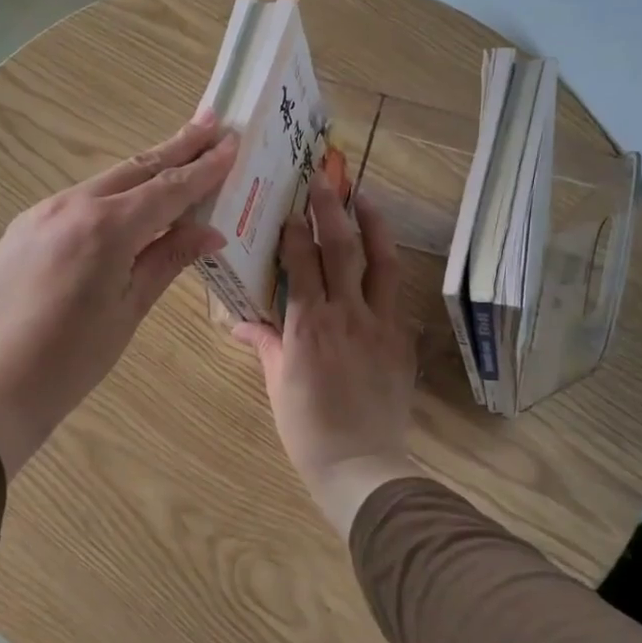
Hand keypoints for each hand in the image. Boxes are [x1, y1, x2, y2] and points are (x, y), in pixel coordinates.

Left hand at [0, 113, 236, 475]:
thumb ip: (168, 260)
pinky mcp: (24, 228)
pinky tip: (129, 199)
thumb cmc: (73, 359)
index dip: (204, 168)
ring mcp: (41, 213)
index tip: (232, 143)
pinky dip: (112, 195)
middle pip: (136, 168)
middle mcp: (71, 206)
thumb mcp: (130, 309)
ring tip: (179, 152)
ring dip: (145, 167)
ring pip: (106, 181)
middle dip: (177, 146)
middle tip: (212, 122)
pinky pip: (79, 201)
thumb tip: (210, 232)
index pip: (167, 189)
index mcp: (105, 228)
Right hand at [234, 181, 420, 534]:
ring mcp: (380, 324)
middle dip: (330, 209)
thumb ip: (265, 344)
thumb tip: (240, 323)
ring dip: (373, 225)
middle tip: (324, 179)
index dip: (294, 231)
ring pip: (380, 262)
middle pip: (340, 249)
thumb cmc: (308, 428)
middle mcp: (346, 314)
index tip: (289, 208)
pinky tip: (382, 252)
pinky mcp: (401, 338)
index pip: (300, 263)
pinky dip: (388, 265)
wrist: (361, 464)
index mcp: (308, 325)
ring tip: (365, 197)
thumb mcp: (277, 384)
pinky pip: (396, 292)